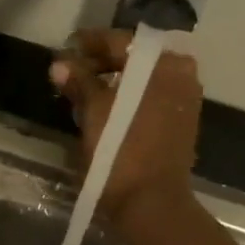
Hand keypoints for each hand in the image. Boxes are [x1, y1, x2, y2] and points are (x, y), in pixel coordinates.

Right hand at [50, 29, 202, 228]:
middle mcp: (181, 74)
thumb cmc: (121, 151)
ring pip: (143, 80)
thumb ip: (79, 82)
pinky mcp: (181, 124)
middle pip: (135, 60)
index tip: (67, 46)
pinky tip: (106, 110)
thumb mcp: (94, 111)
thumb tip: (60, 64)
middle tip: (72, 72)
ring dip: (114, 82)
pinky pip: (151, 99)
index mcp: (163, 64)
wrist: (151, 202)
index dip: (90, 43)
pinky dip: (129, 98)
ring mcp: (184, 100)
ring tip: (84, 92)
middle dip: (102, 64)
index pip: (121, 42)